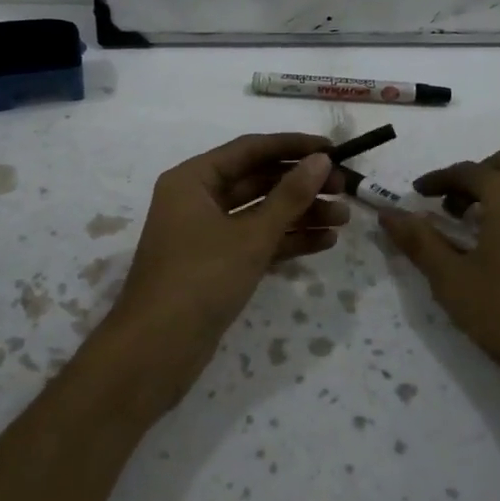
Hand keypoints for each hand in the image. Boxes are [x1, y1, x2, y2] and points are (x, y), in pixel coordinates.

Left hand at [106, 133, 348, 403]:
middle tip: (344, 188)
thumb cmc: (199, 280)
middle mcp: (197, 199)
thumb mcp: (250, 236)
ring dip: (300, 214)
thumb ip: (289, 196)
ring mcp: (206, 234)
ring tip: (343, 219)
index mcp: (193, 179)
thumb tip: (321, 160)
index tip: (333, 148)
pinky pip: (256, 241)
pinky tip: (323, 242)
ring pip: (260, 213)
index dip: (293, 147)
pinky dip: (286, 241)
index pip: (250, 149)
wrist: (155, 354)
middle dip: (301, 184)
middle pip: (257, 180)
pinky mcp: (216, 265)